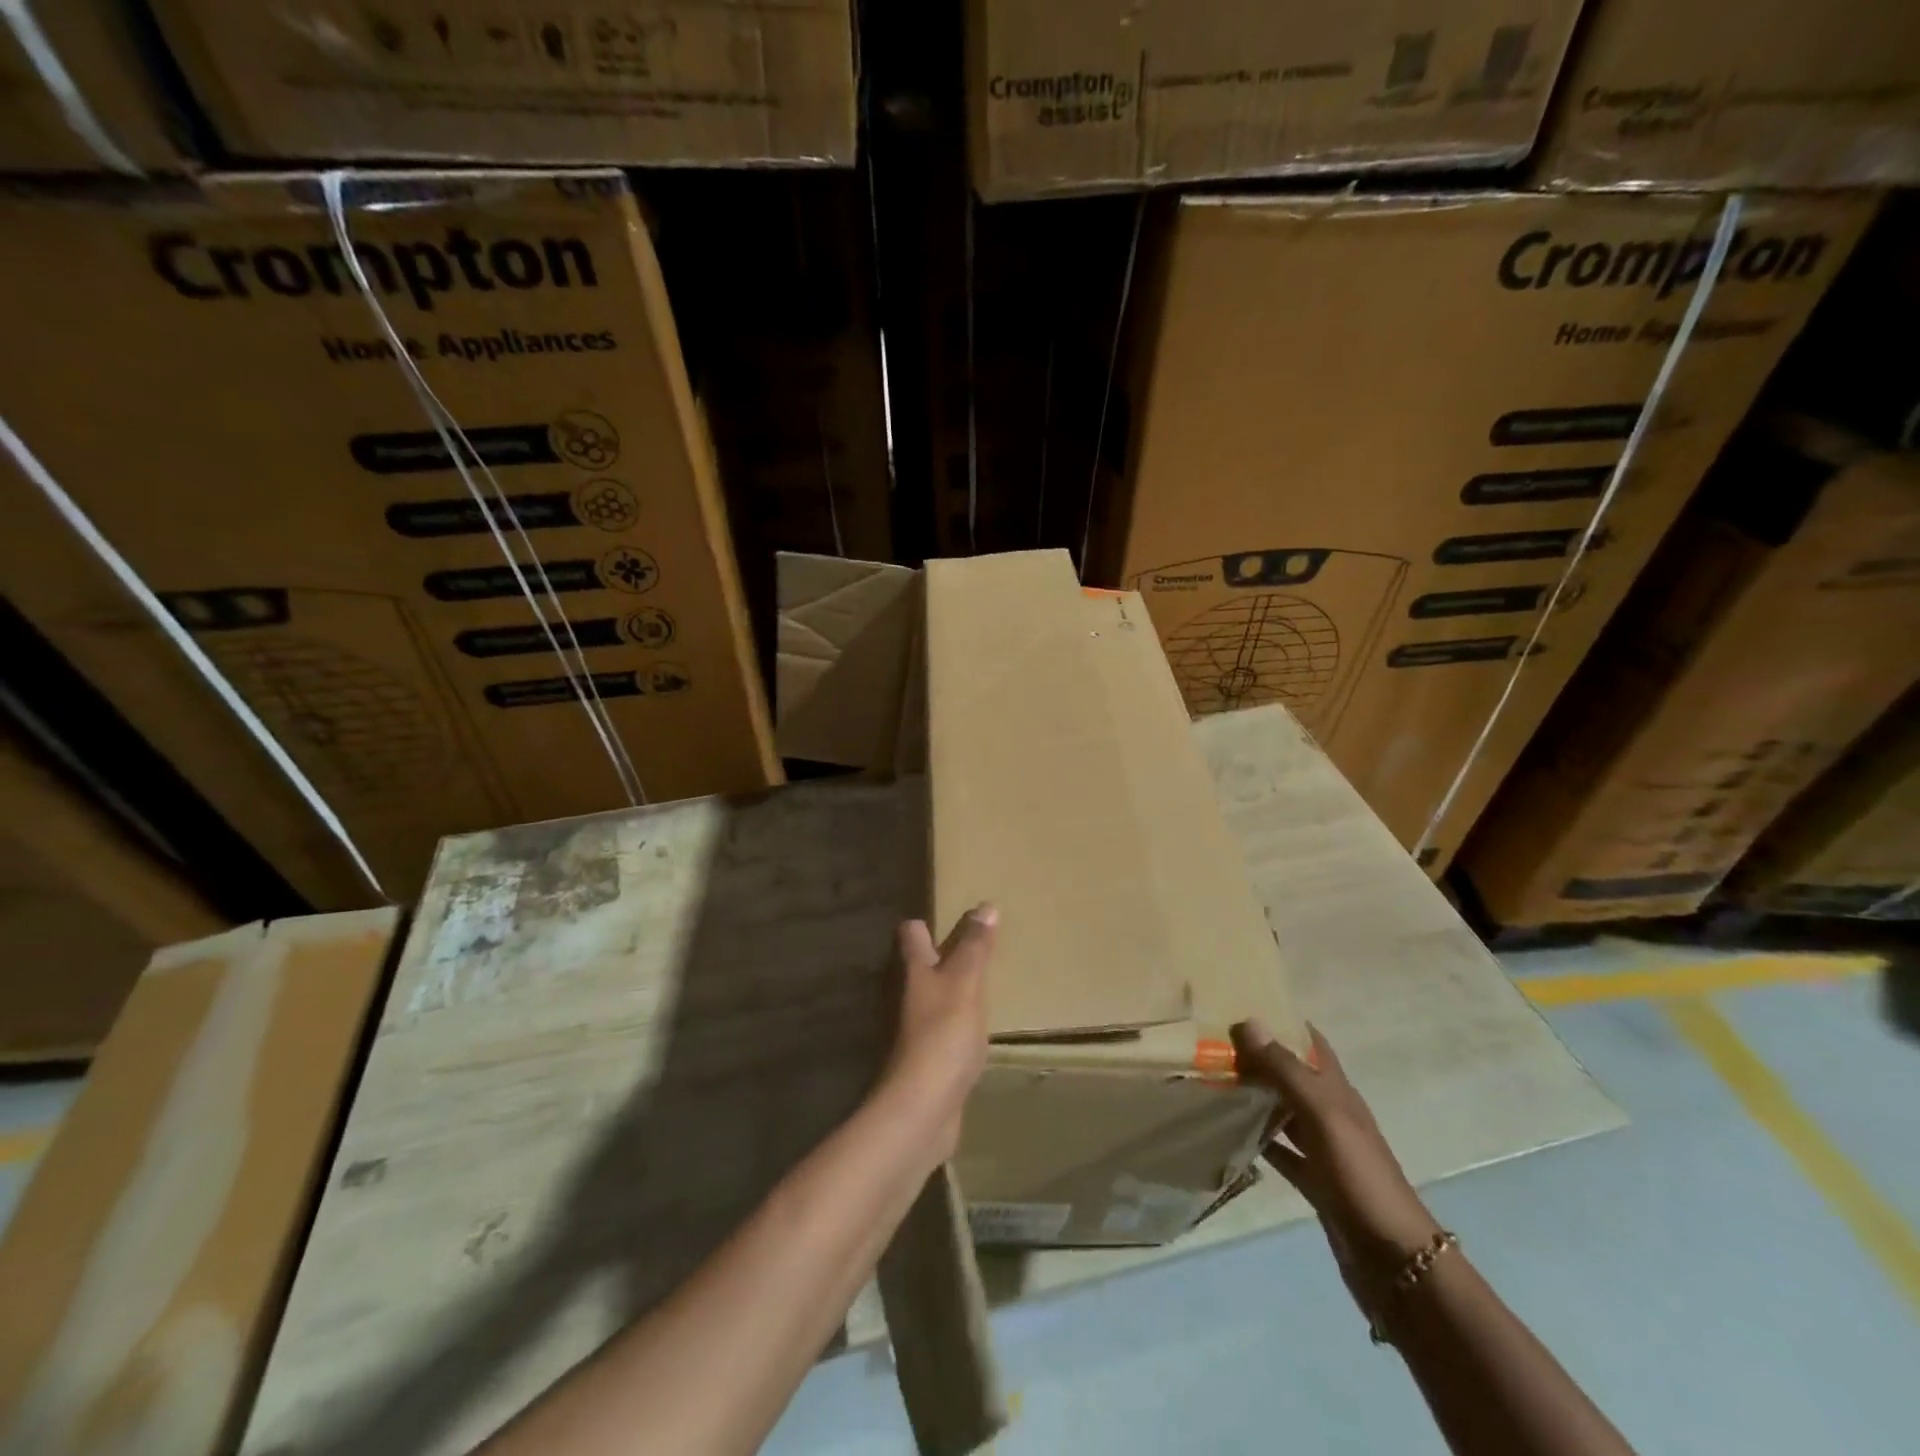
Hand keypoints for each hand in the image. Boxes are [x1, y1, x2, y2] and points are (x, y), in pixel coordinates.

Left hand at [885, 904, 995, 1163]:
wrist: (923, 1109)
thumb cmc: (943, 1035)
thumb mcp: (965, 983)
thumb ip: (975, 947)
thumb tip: (985, 905)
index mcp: (915, 972)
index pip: (912, 934)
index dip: (925, 922)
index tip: (950, 913)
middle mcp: (909, 996)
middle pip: (920, 965)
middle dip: (940, 953)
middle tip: (974, 944)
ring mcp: (916, 1030)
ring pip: (932, 998)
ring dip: (951, 989)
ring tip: (981, 982)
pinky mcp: (928, 1060)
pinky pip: (943, 1031)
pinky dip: (957, 1024)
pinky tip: (977, 1029)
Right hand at [1231, 1020, 1441, 1311]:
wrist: (1394, 1260)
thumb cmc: (1360, 1176)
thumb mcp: (1323, 1116)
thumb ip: (1286, 1071)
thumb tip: (1249, 1022)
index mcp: (1338, 1092)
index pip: (1311, 1043)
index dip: (1283, 1021)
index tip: (1242, 1004)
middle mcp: (1330, 1114)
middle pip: (1292, 1074)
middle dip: (1260, 1056)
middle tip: (1212, 1040)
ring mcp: (1323, 1149)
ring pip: (1283, 1110)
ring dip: (1255, 1094)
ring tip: (1213, 1078)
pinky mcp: (1315, 1181)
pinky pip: (1280, 1150)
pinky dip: (1258, 1138)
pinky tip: (1230, 1132)